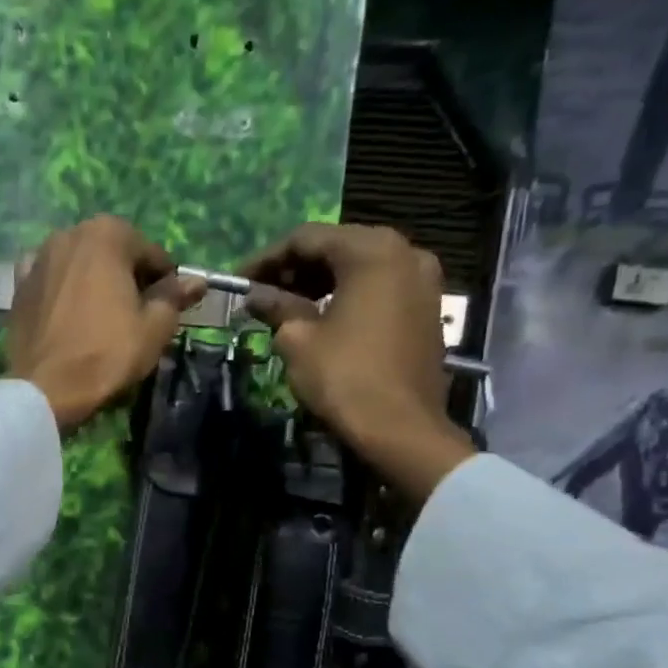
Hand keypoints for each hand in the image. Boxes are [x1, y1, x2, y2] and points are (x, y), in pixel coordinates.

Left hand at [9, 216, 205, 431]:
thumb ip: (174, 297)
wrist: (46, 388)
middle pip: (113, 254)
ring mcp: (39, 258)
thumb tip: (196, 282)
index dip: (164, 282)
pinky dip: (64, 291)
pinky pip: (52, 282)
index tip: (167, 309)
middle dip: (128, 278)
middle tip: (136, 316)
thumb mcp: (154, 327)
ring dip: (95, 283)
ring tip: (103, 319)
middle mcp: (69, 234)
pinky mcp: (18, 285)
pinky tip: (69, 316)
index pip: (151, 254)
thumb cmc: (107, 354)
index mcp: (107, 234)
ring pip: (80, 266)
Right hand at [241, 223, 475, 504]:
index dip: (266, 258)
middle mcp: (404, 252)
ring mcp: (422, 279)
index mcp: (371, 250)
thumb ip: (276, 306)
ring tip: (285, 306)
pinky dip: (347, 294)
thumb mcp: (298, 339)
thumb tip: (255, 295)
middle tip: (261, 293)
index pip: (306, 238)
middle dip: (294, 268)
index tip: (239, 280)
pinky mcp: (427, 307)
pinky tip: (320, 317)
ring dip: (319, 282)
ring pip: (360, 266)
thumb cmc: (344, 377)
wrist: (402, 428)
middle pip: (337, 247)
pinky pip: (379, 287)